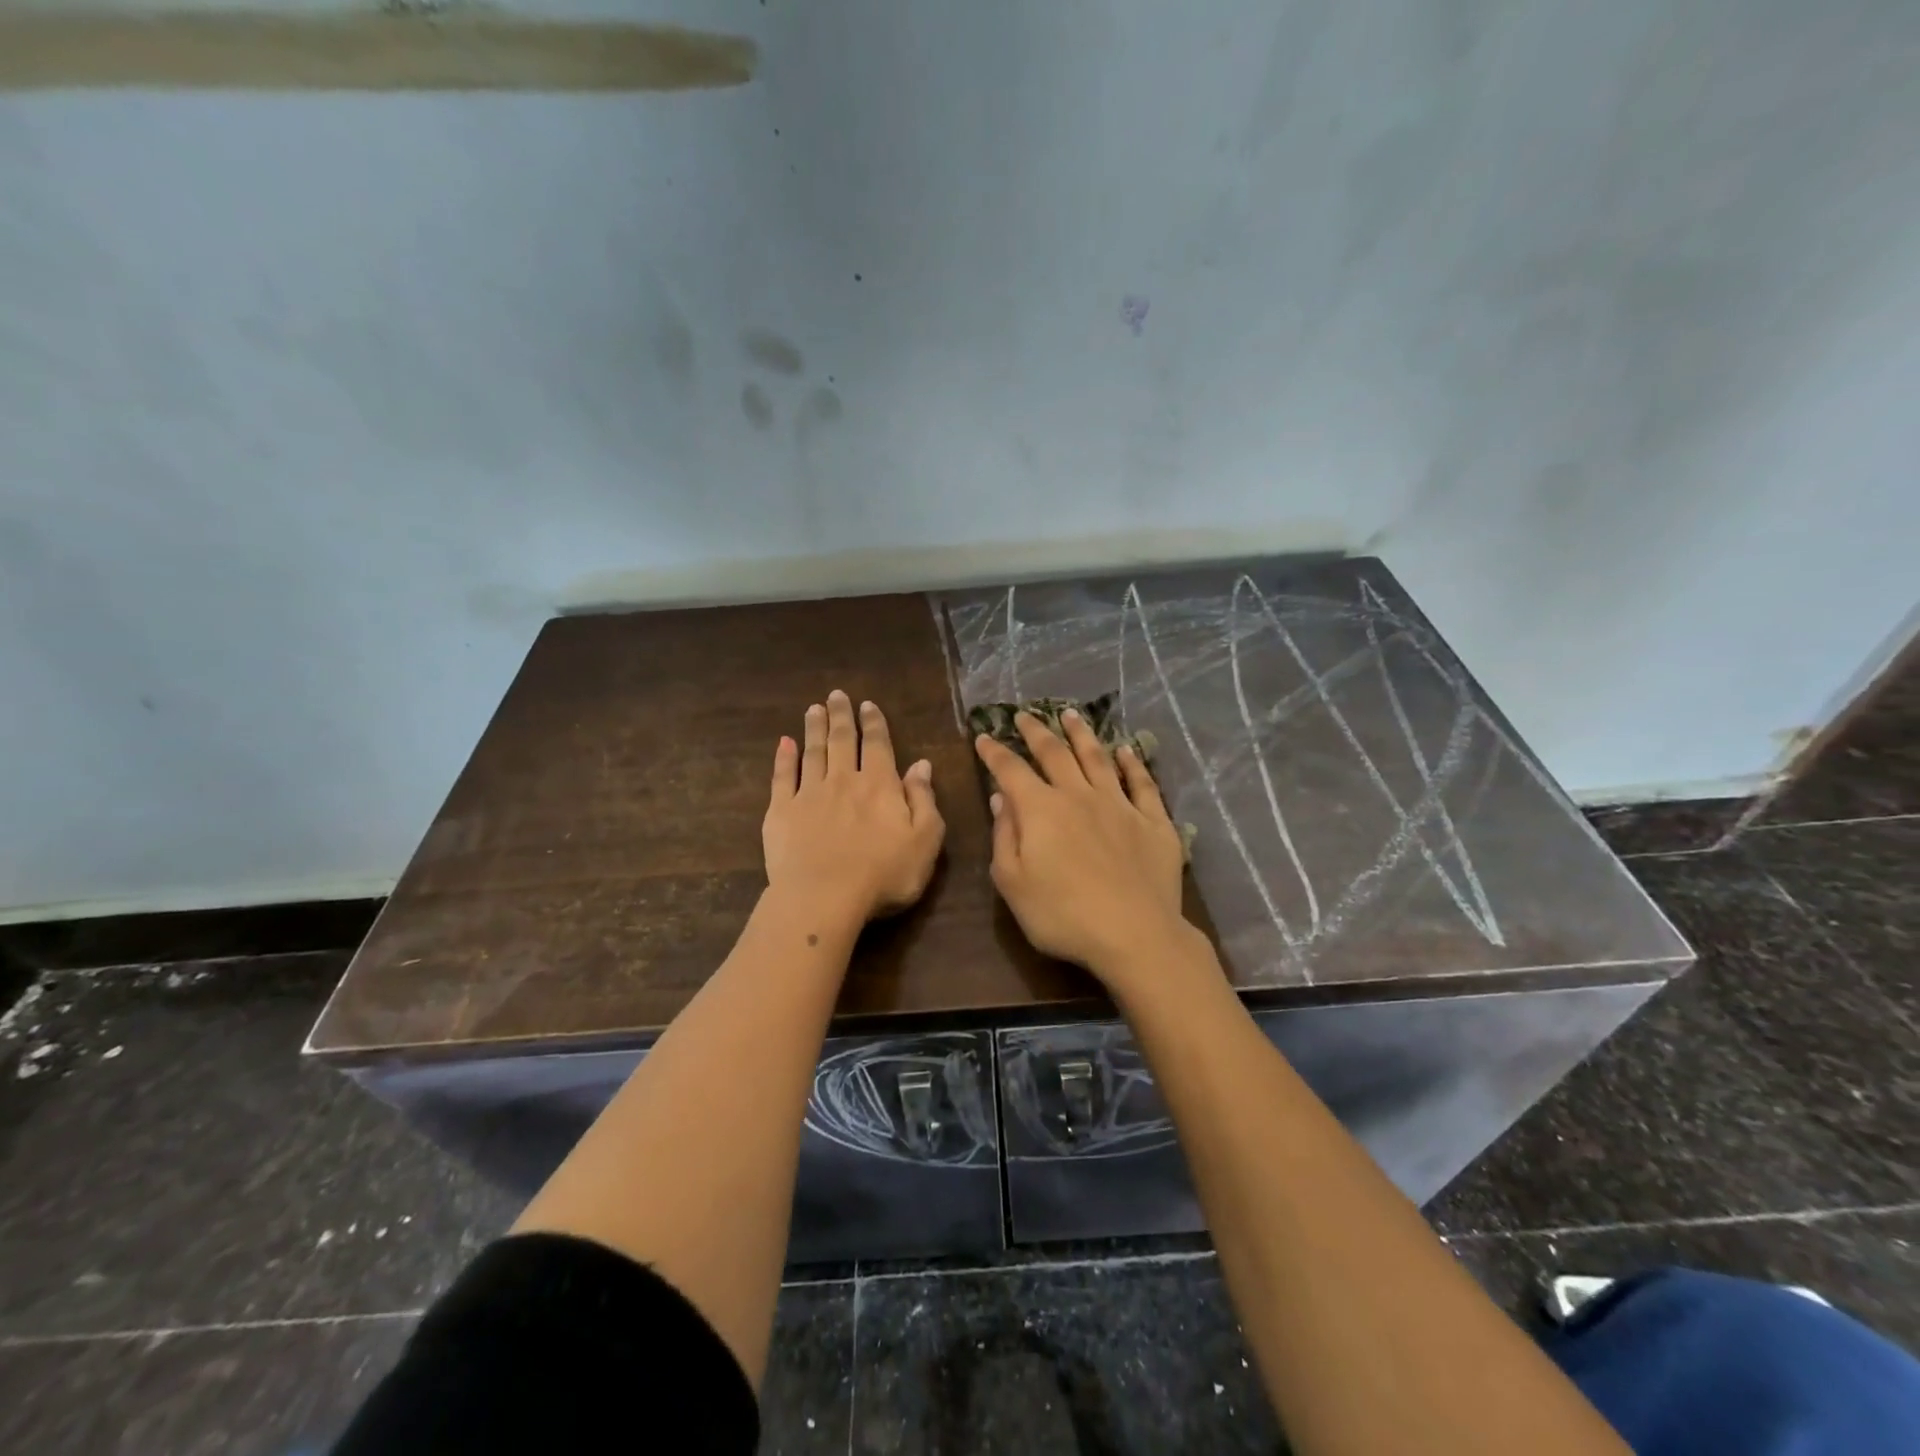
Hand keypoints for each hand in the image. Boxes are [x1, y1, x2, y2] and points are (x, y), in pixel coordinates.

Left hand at [763, 690, 945, 924]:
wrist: (823, 898)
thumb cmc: (883, 874)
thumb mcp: (924, 840)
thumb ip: (924, 799)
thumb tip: (921, 764)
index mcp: (879, 785)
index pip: (877, 745)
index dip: (874, 723)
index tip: (867, 705)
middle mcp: (843, 780)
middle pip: (842, 740)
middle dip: (841, 716)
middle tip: (836, 695)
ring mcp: (809, 794)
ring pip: (813, 752)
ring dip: (814, 728)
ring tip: (814, 709)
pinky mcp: (781, 811)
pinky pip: (782, 777)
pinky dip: (784, 758)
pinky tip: (784, 743)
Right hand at [974, 709, 1200, 995]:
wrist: (1134, 934)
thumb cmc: (1063, 915)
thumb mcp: (1013, 883)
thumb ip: (1004, 836)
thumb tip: (1001, 799)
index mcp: (1041, 809)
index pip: (1011, 770)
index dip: (995, 752)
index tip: (984, 736)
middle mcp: (1079, 795)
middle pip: (1055, 753)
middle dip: (1036, 731)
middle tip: (1025, 714)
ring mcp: (1119, 805)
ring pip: (1097, 757)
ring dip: (1082, 733)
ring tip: (1071, 714)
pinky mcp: (1153, 821)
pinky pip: (1141, 783)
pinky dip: (1132, 763)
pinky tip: (1126, 750)